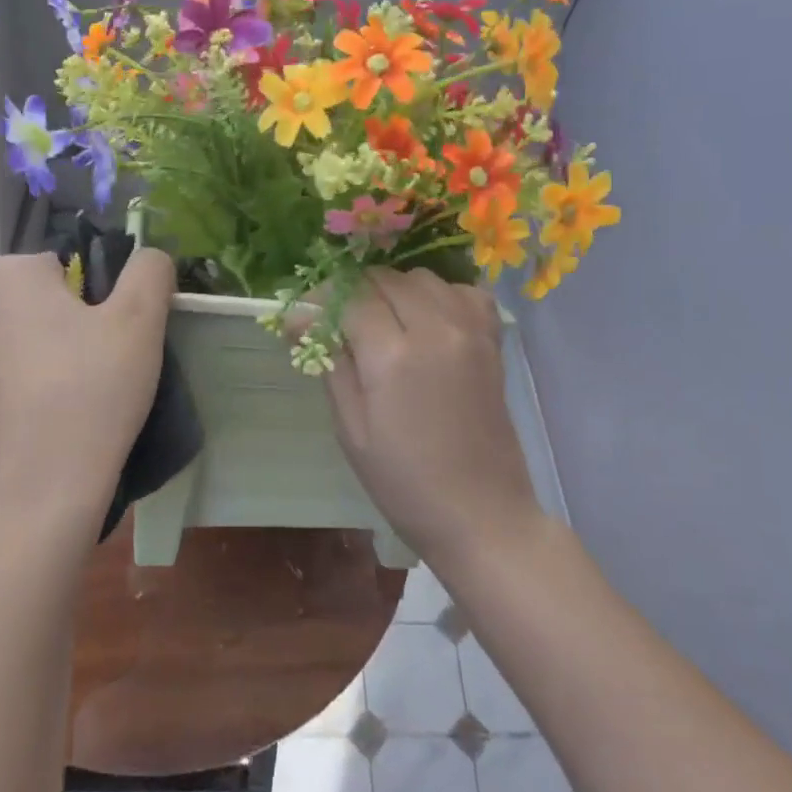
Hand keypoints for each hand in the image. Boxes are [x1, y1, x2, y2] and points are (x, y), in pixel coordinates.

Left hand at [0, 250, 174, 532]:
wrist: (37, 493)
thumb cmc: (92, 393)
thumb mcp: (141, 321)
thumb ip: (149, 270)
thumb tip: (148, 256)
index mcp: (6, 274)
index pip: (59, 268)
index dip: (91, 302)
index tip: (106, 342)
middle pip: (24, 304)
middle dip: (54, 326)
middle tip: (90, 372)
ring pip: (0, 344)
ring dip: (25, 359)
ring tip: (61, 405)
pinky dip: (3, 396)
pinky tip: (30, 430)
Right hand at [322, 270, 540, 567]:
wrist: (481, 513)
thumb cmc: (404, 482)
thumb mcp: (351, 429)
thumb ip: (330, 363)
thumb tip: (299, 318)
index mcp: (393, 356)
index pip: (350, 298)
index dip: (324, 302)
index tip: (309, 320)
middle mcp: (435, 329)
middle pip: (385, 279)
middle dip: (357, 293)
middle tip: (344, 326)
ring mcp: (470, 331)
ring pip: (423, 277)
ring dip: (396, 290)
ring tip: (386, 325)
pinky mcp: (492, 341)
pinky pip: (465, 292)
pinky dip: (442, 295)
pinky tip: (430, 322)